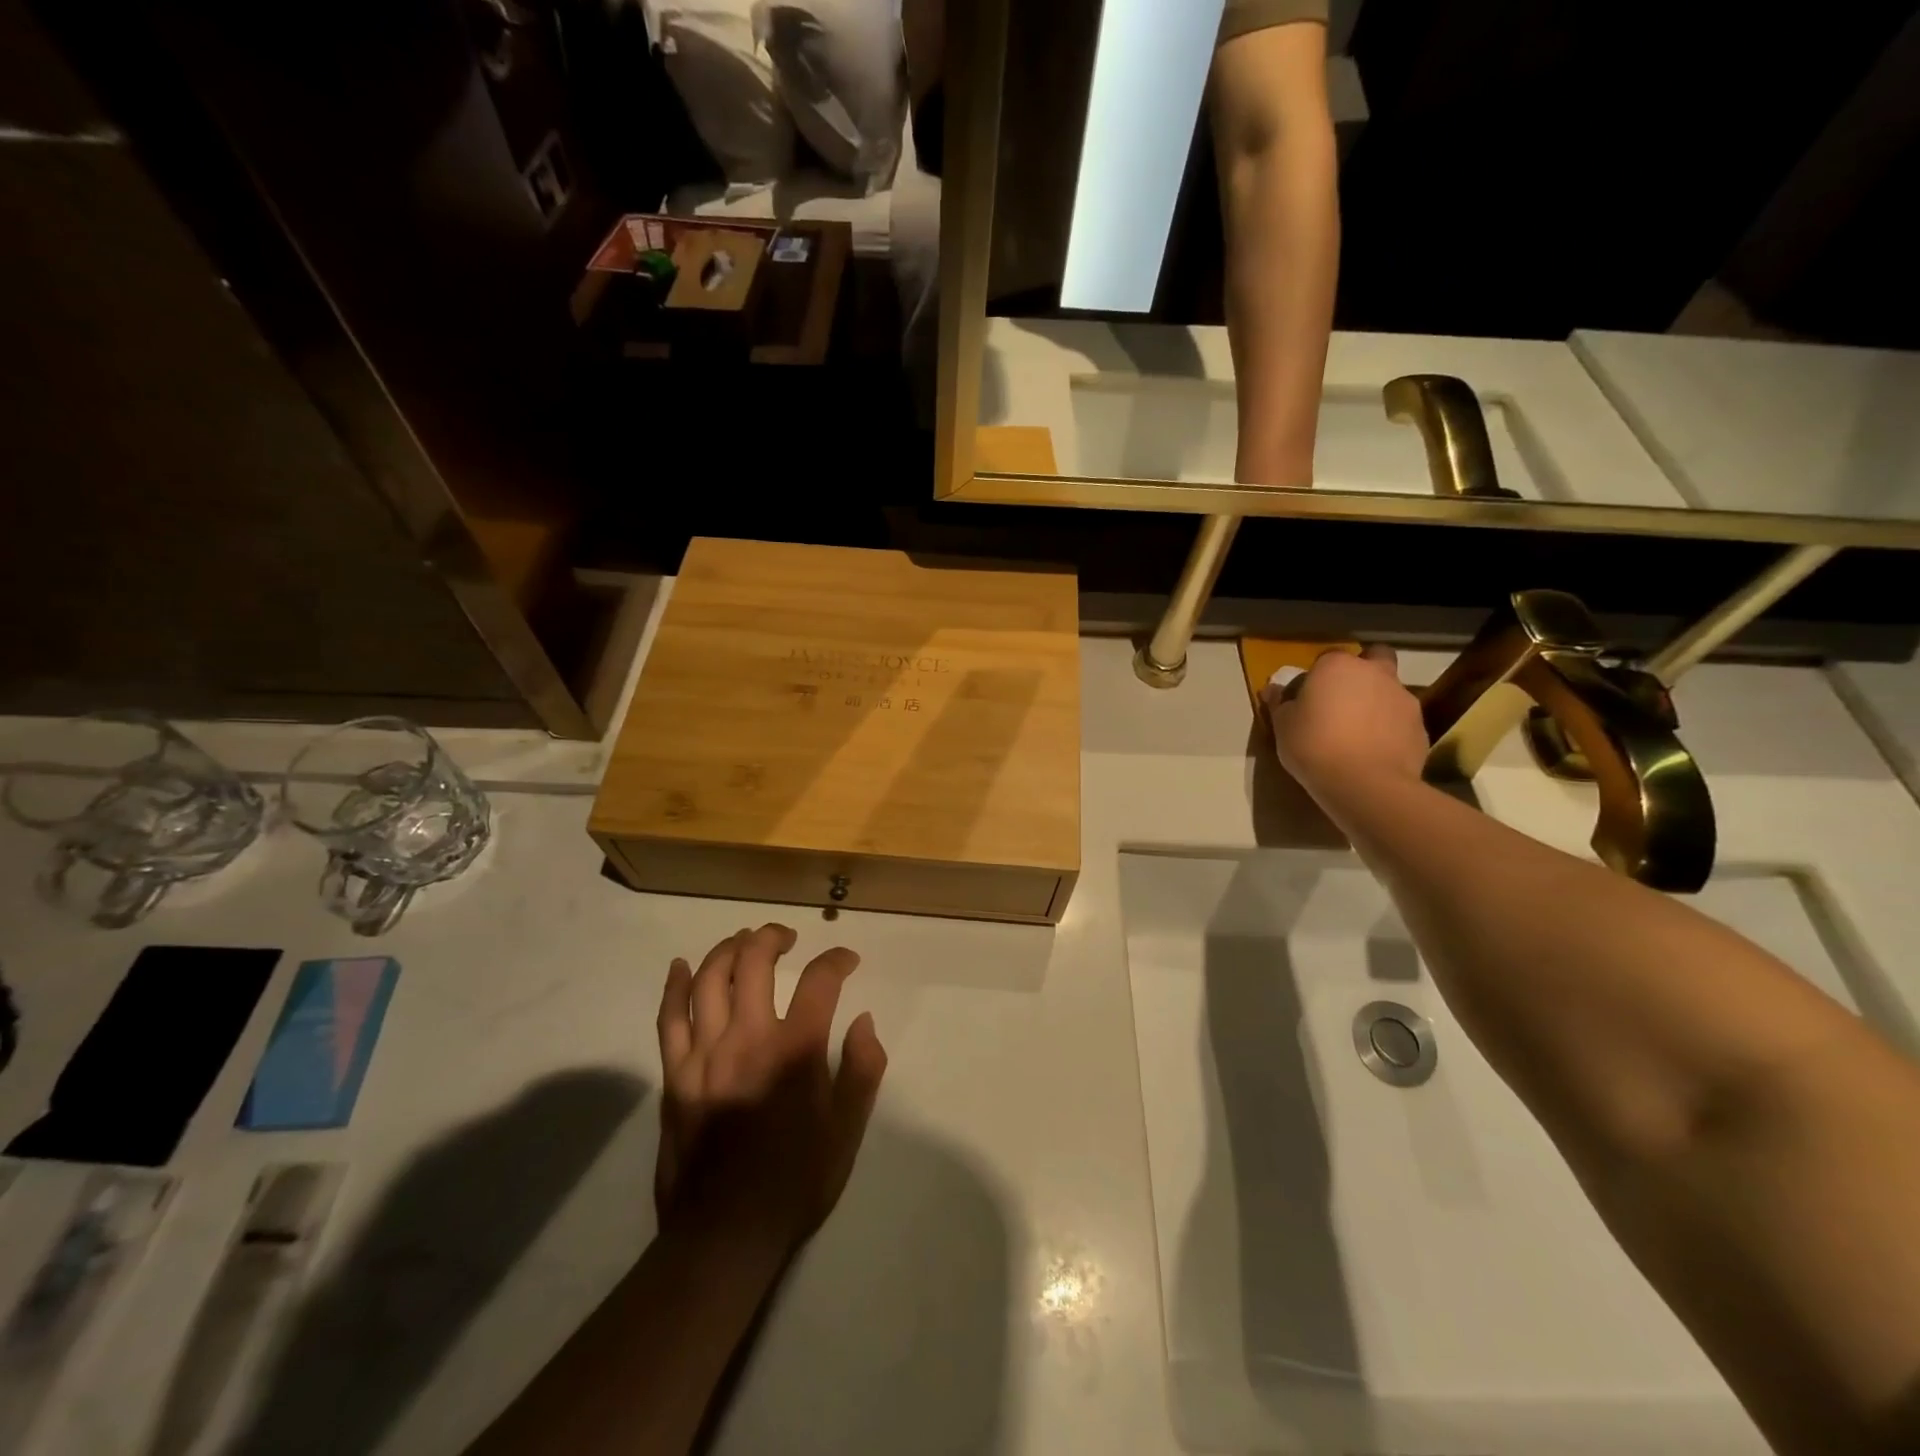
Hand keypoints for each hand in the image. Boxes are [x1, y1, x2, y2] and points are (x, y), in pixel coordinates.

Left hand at [654, 925, 886, 1258]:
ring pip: (709, 979)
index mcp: (795, 1051)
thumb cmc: (795, 1182)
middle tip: (787, 938)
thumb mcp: (847, 1131)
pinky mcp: (675, 1075)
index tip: (847, 961)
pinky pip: (668, 1018)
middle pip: (754, 961)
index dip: (837, 960)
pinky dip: (675, 986)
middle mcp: (748, 1039)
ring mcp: (704, 1054)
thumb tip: (864, 1021)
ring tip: (744, 942)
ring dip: (728, 950)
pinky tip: (682, 966)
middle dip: (773, 937)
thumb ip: (862, 1069)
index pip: (820, 981)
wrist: (725, 1234)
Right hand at [1263, 645, 1427, 812]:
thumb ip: (1281, 703)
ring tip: (1360, 733)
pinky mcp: (1421, 726)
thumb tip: (1274, 690)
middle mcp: (1375, 673)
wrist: (1365, 783)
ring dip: (1377, 703)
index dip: (1319, 675)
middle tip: (1345, 699)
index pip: (1327, 657)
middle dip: (1363, 672)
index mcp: (1337, 666)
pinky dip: (1390, 729)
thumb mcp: (1282, 725)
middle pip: (1374, 659)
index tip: (1310, 696)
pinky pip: (1401, 720)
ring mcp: (1403, 698)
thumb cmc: (1314, 746)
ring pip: (1390, 690)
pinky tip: (1375, 751)